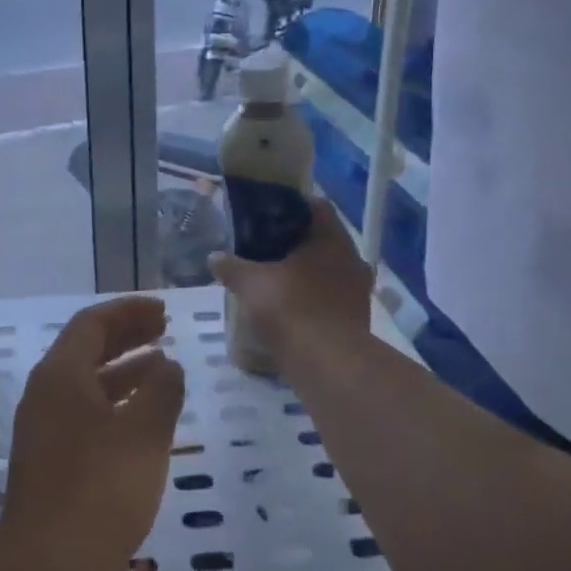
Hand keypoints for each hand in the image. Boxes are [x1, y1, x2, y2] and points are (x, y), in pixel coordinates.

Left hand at [0, 296, 185, 570]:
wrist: (46, 568)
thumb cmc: (98, 490)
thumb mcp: (143, 435)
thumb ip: (161, 391)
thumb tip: (168, 364)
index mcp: (60, 376)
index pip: (92, 322)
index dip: (129, 310)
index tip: (163, 309)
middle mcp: (45, 394)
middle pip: (86, 348)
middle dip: (126, 334)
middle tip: (164, 328)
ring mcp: (44, 428)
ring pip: (86, 382)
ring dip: (123, 368)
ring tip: (162, 365)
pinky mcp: (50, 459)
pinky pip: (85, 411)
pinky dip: (115, 402)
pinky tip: (143, 417)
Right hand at [210, 199, 372, 358]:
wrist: (327, 364)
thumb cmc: (291, 309)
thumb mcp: (251, 284)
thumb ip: (232, 267)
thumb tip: (214, 257)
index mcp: (332, 239)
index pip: (316, 207)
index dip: (291, 205)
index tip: (267, 212)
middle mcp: (351, 259)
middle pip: (321, 240)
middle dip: (293, 243)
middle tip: (263, 246)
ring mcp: (357, 291)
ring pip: (326, 271)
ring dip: (303, 273)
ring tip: (272, 278)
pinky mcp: (354, 320)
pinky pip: (328, 298)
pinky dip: (309, 298)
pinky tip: (286, 307)